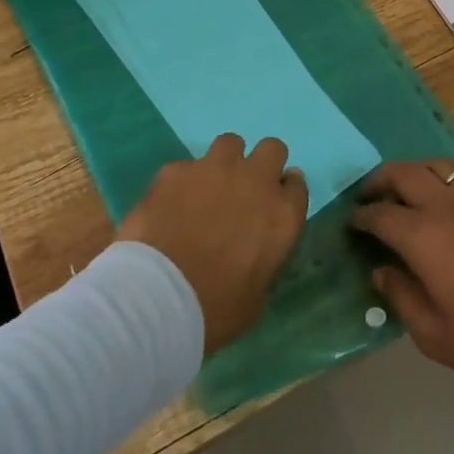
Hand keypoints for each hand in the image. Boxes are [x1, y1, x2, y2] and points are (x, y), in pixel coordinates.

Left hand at [117, 134, 308, 352]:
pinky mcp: (176, 170)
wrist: (157, 299)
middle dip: (261, 164)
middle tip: (244, 190)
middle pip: (272, 149)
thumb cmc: (214, 311)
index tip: (273, 205)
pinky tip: (169, 205)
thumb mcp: (256, 297)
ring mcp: (214, 170)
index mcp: (283, 215)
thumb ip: (264, 259)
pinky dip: (183, 182)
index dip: (284, 192)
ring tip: (208, 189)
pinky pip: (186, 166)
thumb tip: (257, 250)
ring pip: (230, 143)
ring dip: (224, 163)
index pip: (297, 185)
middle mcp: (255, 182)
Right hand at [353, 161, 453, 387]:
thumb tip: (381, 271)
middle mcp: (446, 205)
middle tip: (369, 195)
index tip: (353, 224)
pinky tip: (448, 196)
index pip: (380, 214)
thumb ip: (401, 297)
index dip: (361, 217)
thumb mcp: (435, 334)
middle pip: (403, 173)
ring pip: (436, 164)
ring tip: (407, 188)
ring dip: (413, 171)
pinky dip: (447, 178)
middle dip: (379, 180)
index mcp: (423, 236)